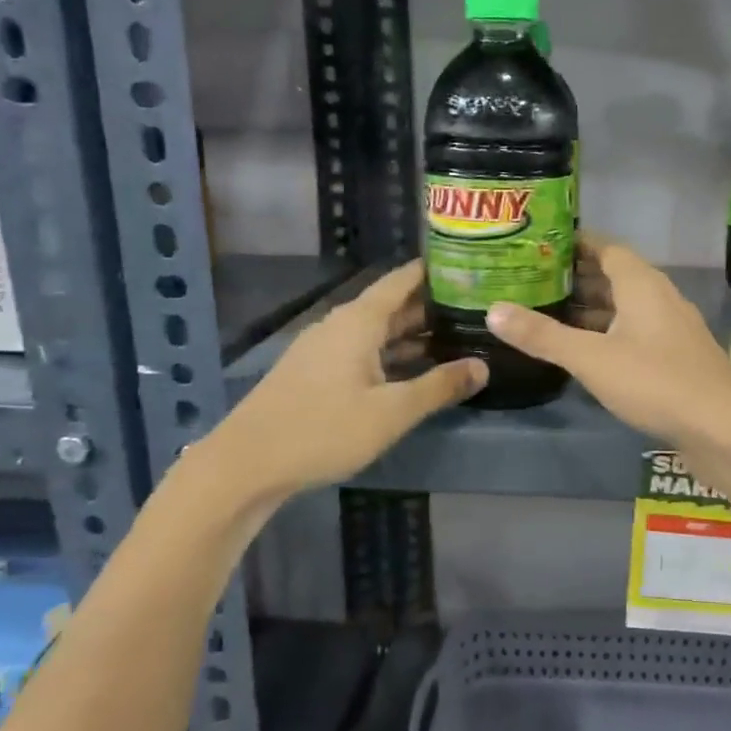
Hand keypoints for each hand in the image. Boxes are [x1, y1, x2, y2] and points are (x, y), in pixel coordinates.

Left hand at [205, 260, 485, 499]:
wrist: (248, 463)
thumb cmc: (324, 429)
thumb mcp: (391, 411)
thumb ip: (439, 387)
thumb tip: (483, 366)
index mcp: (358, 321)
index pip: (402, 280)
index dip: (434, 271)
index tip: (470, 267)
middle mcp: (340, 326)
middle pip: (391, 306)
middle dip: (431, 306)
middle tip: (475, 309)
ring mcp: (324, 349)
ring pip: (377, 332)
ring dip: (412, 335)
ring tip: (455, 339)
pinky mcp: (315, 373)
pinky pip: (362, 351)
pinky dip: (391, 355)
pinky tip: (413, 372)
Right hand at [485, 238, 730, 517]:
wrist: (725, 429)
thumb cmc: (656, 382)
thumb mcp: (591, 358)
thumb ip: (543, 335)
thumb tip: (493, 310)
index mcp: (642, 284)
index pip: (605, 247)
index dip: (574, 243)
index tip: (539, 244)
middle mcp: (659, 298)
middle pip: (614, 276)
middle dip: (576, 277)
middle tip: (532, 280)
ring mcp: (671, 329)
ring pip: (625, 308)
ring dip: (591, 309)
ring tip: (548, 313)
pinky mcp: (676, 358)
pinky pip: (634, 333)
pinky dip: (607, 334)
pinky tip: (584, 351)